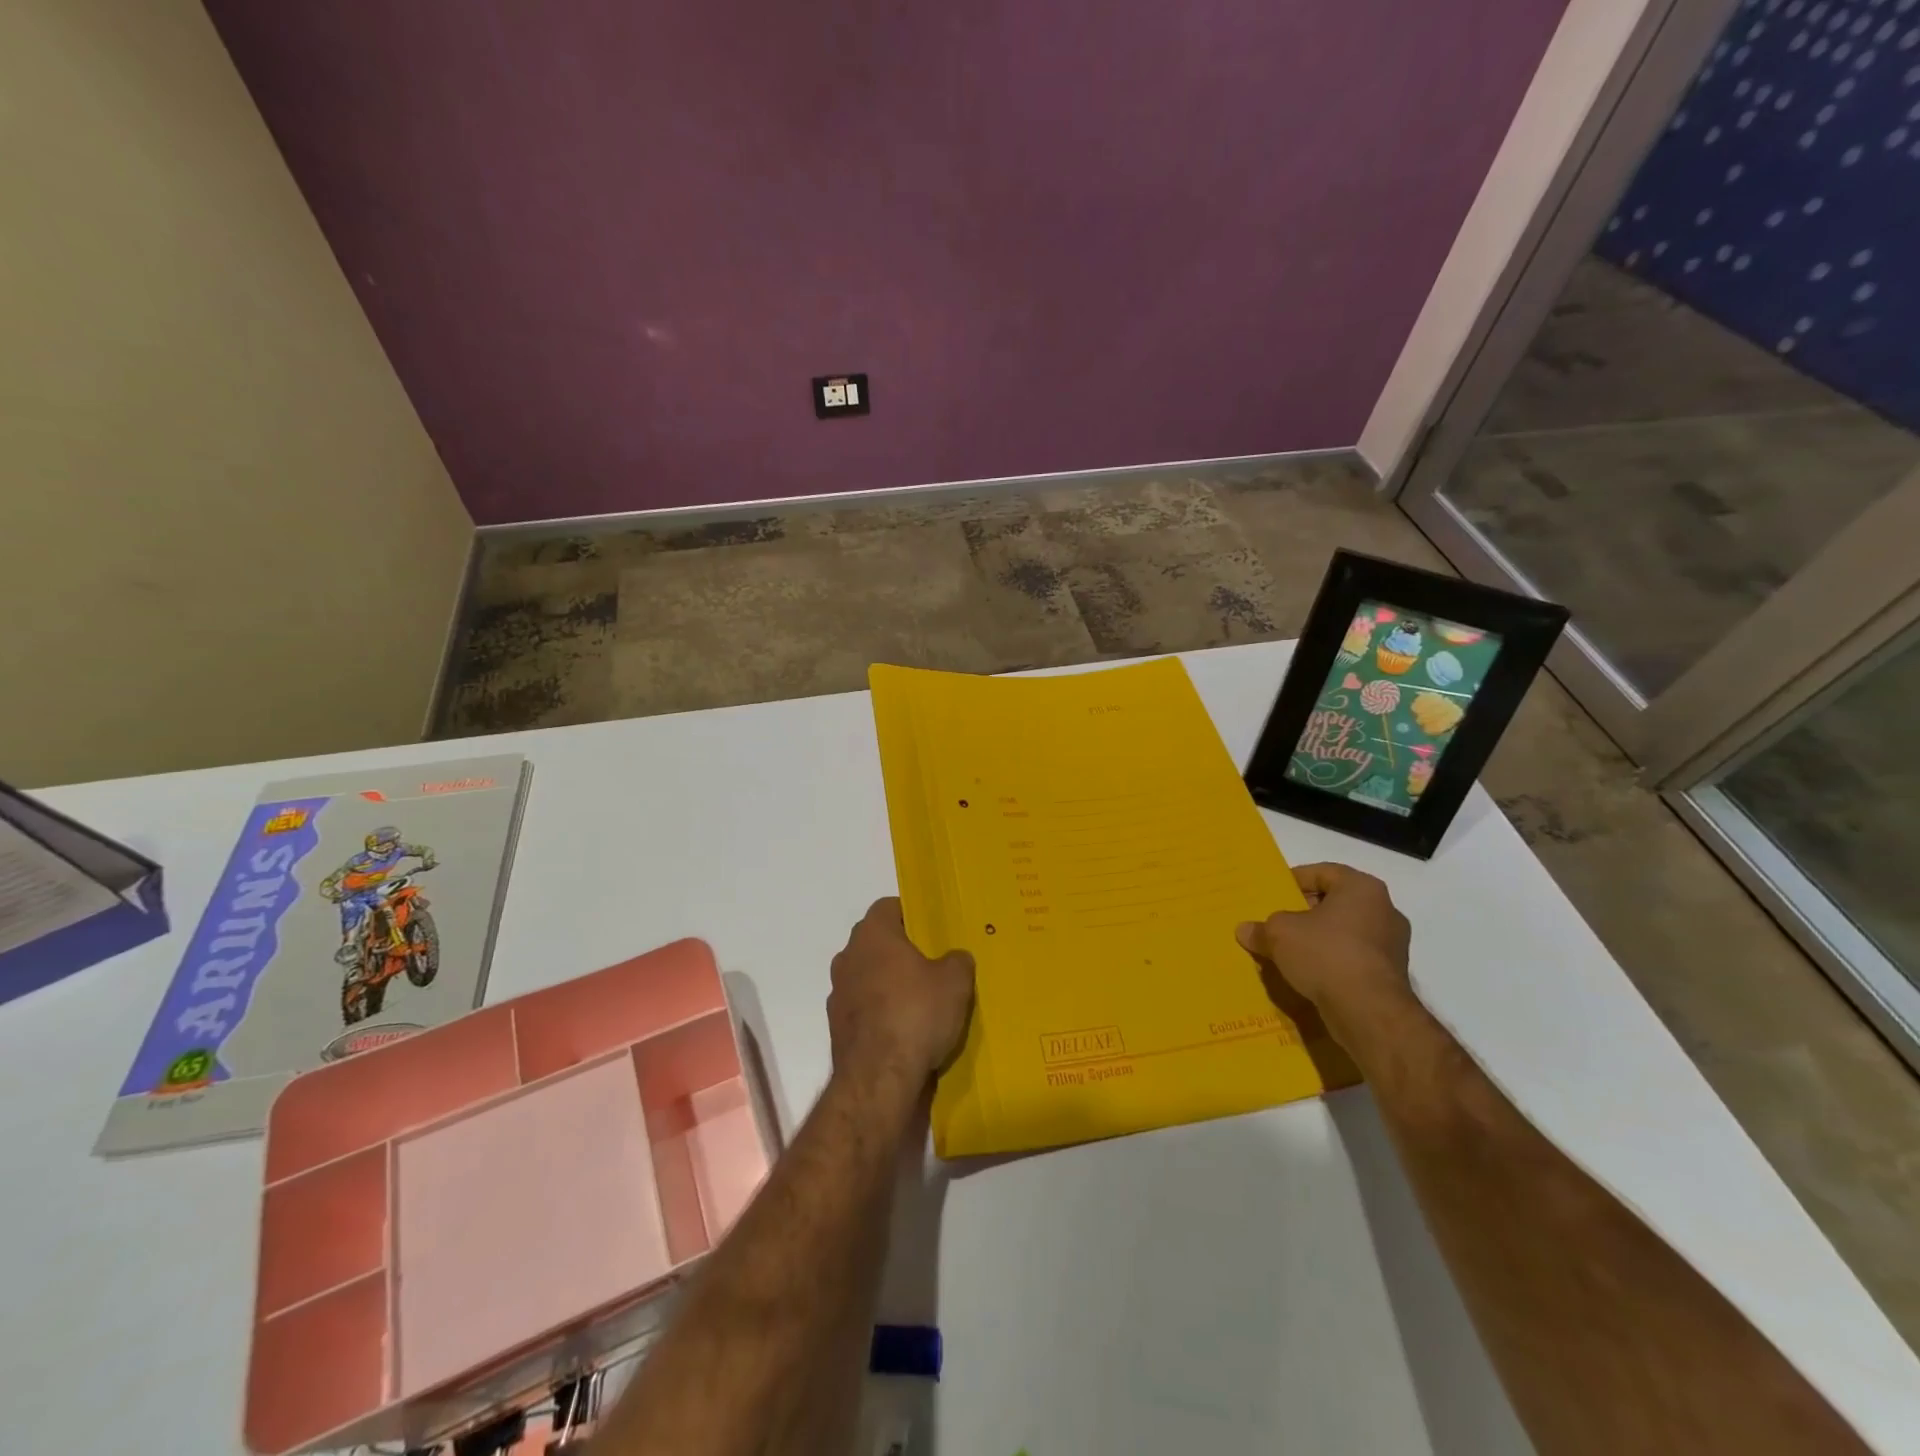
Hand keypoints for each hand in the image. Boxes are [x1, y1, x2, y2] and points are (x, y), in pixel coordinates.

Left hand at [828, 899, 975, 1086]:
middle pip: (875, 941)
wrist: (878, 1078)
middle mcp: (849, 956)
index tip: (931, 929)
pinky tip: (902, 1029)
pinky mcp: (837, 1026)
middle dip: (899, 949)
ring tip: (918, 1000)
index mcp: (873, 934)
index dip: (911, 914)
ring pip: (866, 975)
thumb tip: (955, 958)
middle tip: (930, 963)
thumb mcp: (955, 982)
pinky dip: (878, 1012)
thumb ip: (957, 960)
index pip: (888, 907)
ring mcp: (838, 992)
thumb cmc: (917, 1014)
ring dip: (886, 982)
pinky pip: (862, 1007)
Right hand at [1236, 863, 1414, 1049]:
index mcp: (1362, 888)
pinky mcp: (1392, 975)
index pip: (1324, 872)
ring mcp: (1393, 944)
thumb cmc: (1325, 954)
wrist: (1369, 1011)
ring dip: (1321, 938)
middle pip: (1337, 902)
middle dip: (1307, 911)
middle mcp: (1384, 910)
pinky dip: (1334, 961)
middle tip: (1280, 921)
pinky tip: (1311, 973)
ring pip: (1347, 931)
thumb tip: (1245, 930)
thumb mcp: (1280, 934)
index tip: (1275, 893)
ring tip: (1292, 950)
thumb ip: (1262, 928)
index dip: (1296, 880)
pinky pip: (1355, 958)